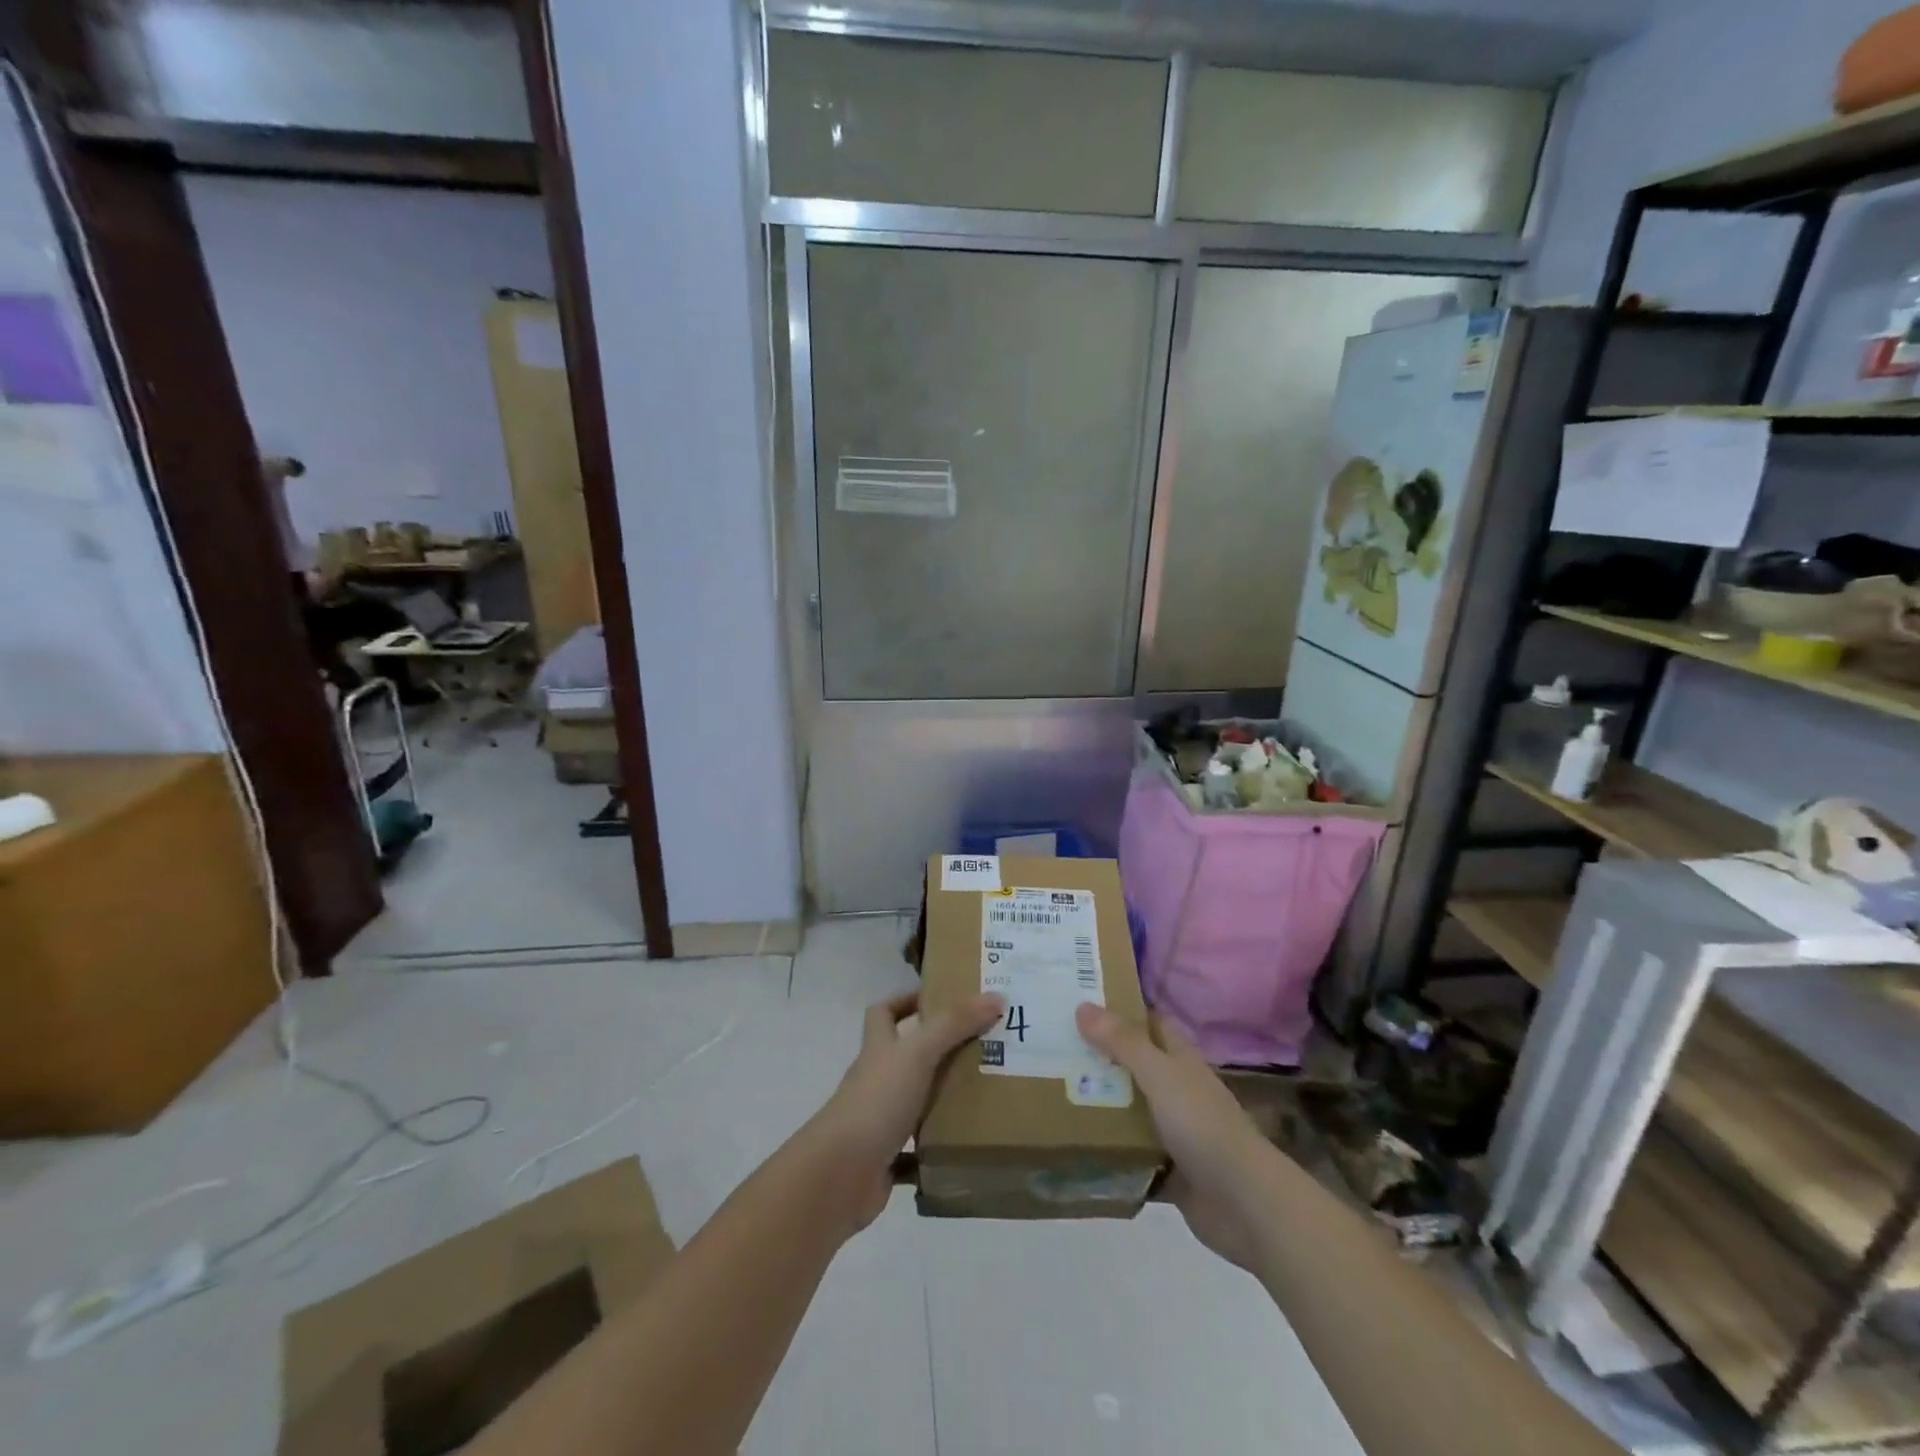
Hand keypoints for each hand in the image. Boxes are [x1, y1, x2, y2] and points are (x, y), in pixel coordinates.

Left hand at [805, 991, 1003, 1235]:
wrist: (839, 1174)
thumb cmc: (877, 1100)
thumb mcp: (918, 1052)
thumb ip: (954, 1023)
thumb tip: (995, 995)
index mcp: (879, 1049)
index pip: (884, 1012)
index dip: (906, 1001)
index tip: (941, 999)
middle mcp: (877, 1080)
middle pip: (905, 1057)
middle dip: (939, 1051)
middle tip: (982, 1048)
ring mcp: (879, 1120)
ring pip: (914, 1102)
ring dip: (942, 1099)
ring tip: (985, 1094)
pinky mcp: (886, 1159)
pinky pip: (916, 1152)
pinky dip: (936, 1149)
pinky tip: (965, 1147)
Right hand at [1076, 1004, 1274, 1271]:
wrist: (1245, 1204)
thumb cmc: (1203, 1126)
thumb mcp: (1160, 1075)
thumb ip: (1123, 1043)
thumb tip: (1083, 1005)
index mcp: (1179, 1060)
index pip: (1148, 1023)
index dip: (1119, 1010)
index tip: (1078, 1002)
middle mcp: (1176, 1090)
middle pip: (1132, 1066)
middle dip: (1098, 1057)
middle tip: (1051, 1048)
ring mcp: (1173, 1132)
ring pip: (1129, 1110)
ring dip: (1099, 1104)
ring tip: (1051, 1092)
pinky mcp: (1168, 1170)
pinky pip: (1130, 1154)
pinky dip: (1108, 1151)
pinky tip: (1073, 1145)